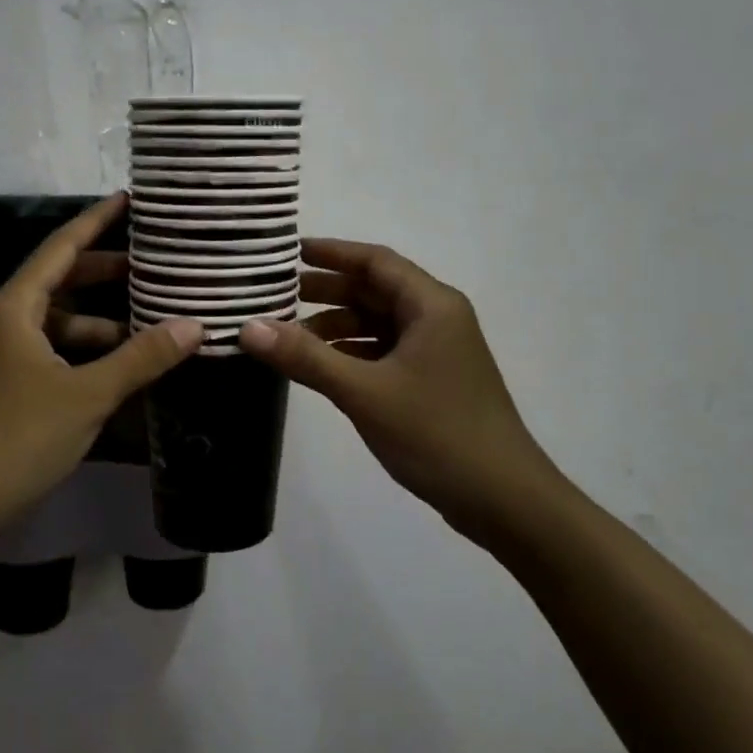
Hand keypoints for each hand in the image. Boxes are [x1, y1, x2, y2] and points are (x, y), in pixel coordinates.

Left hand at [0, 194, 201, 539]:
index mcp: (15, 308)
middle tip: (153, 266)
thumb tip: (195, 326)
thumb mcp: (88, 393)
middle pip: (60, 282)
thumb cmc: (18, 437)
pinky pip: (52, 352)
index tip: (129, 200)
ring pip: (58, 323)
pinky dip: (85, 353)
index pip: (61, 248)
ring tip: (150, 325)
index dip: (96, 221)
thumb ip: (142, 357)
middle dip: (105, 273)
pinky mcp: (5, 386)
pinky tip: (119, 367)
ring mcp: (2, 356)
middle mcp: (3, 322)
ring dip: (101, 322)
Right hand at [239, 238, 553, 539]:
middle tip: (278, 296)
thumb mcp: (364, 392)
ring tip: (289, 337)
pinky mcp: (434, 381)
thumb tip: (248, 327)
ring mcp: (438, 352)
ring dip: (338, 327)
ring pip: (379, 324)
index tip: (289, 253)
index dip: (331, 253)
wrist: (504, 500)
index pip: (375, 261)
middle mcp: (437, 318)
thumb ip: (306, 357)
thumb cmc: (436, 433)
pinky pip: (386, 352)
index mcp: (431, 305)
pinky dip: (353, 354)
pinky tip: (322, 368)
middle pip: (376, 291)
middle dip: (328, 291)